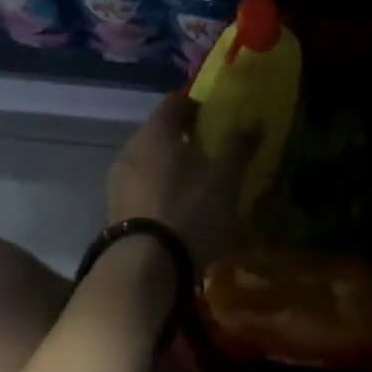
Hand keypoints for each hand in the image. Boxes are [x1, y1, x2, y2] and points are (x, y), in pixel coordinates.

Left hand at [107, 93, 256, 266]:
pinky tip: (178, 207)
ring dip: (171, 165)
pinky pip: (142, 187)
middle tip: (211, 149)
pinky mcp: (115, 210)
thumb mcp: (225, 178)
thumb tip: (256, 121)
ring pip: (149, 160)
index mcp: (157, 132)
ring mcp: (118, 181)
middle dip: (184, 137)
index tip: (215, 116)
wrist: (144, 269)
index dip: (196, 105)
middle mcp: (131, 149)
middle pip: (160, 132)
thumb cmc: (189, 210)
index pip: (174, 102)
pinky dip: (159, 188)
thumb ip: (239, 146)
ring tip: (197, 181)